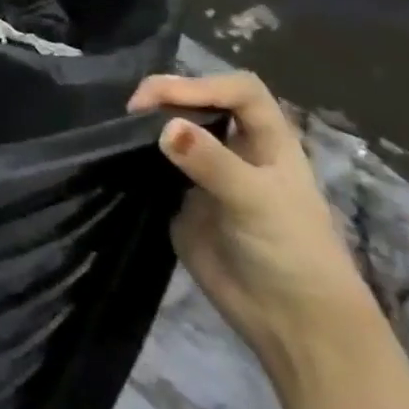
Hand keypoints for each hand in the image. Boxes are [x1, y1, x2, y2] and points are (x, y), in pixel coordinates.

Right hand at [128, 73, 376, 374]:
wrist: (291, 324)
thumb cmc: (293, 254)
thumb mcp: (258, 203)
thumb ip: (212, 163)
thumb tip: (165, 128)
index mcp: (269, 142)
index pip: (239, 91)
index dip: (202, 83)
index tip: (160, 99)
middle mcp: (236, 149)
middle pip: (200, 101)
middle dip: (166, 95)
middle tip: (130, 110)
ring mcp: (205, 172)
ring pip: (174, 128)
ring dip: (147, 121)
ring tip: (117, 125)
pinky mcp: (180, 197)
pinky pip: (153, 163)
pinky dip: (134, 152)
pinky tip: (115, 151)